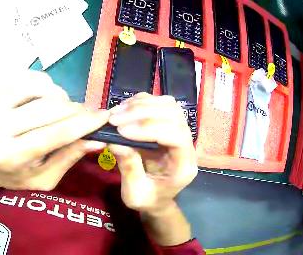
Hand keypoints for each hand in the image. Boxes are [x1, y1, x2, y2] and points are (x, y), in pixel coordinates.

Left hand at [0, 71, 108, 196]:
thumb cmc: (18, 176)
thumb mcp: (45, 178)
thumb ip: (69, 157)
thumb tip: (97, 140)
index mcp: (10, 156)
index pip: (54, 135)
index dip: (84, 124)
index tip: (105, 117)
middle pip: (48, 109)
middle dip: (76, 110)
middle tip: (89, 114)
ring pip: (39, 89)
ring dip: (61, 96)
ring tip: (65, 110)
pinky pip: (28, 79)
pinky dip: (45, 85)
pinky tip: (48, 98)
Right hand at [108, 93, 197, 214]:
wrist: (157, 198)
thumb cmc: (148, 200)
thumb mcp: (134, 194)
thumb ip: (128, 168)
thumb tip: (114, 140)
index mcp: (184, 166)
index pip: (177, 136)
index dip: (150, 128)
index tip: (122, 130)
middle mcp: (188, 145)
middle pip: (174, 115)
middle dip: (142, 112)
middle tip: (114, 118)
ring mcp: (181, 132)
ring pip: (169, 105)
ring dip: (141, 104)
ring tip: (117, 112)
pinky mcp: (170, 125)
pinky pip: (160, 104)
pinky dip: (142, 102)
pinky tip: (125, 109)